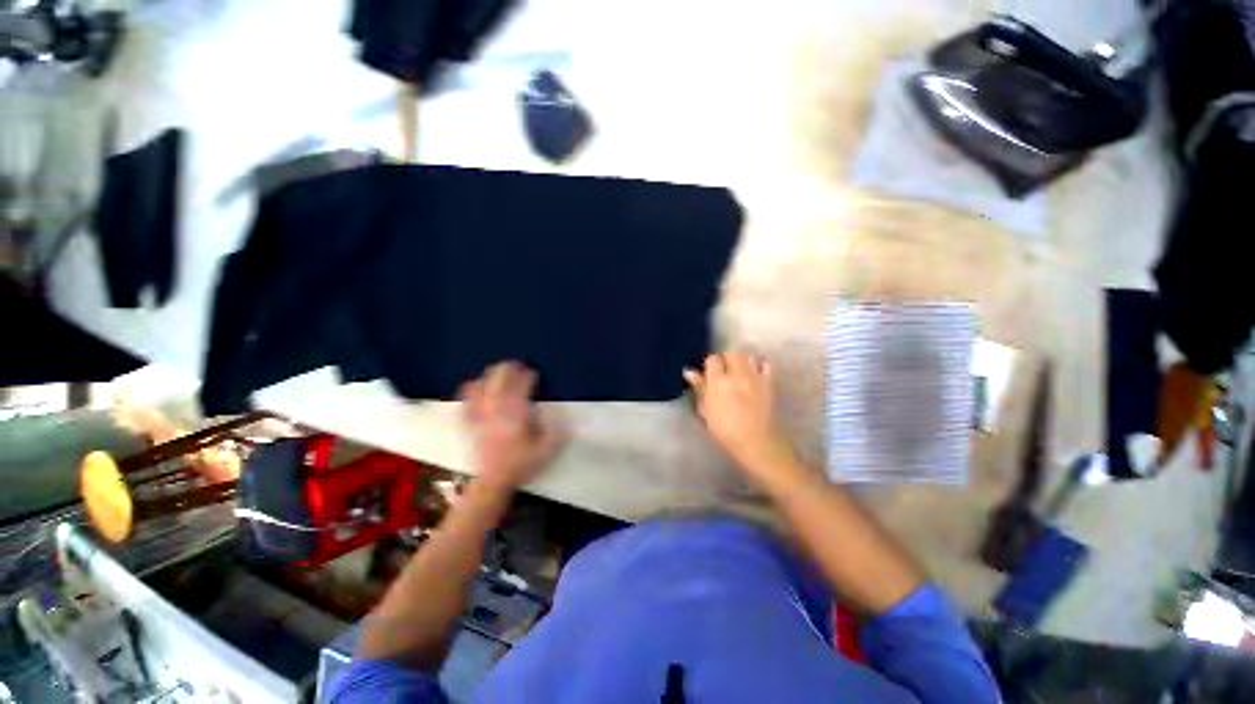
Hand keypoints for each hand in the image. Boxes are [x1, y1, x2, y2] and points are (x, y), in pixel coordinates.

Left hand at [460, 362, 566, 491]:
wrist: (494, 482)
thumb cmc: (522, 464)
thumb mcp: (546, 449)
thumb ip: (555, 429)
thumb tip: (556, 411)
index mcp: (516, 415)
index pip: (520, 387)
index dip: (528, 376)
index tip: (534, 373)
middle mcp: (496, 410)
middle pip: (498, 381)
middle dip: (508, 369)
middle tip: (517, 365)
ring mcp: (480, 416)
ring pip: (480, 387)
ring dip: (489, 376)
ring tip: (497, 373)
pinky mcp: (470, 423)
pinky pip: (466, 402)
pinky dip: (470, 391)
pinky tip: (476, 388)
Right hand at [684, 352, 796, 480]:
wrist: (755, 442)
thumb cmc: (724, 431)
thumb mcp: (705, 411)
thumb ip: (699, 389)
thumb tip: (689, 372)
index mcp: (718, 382)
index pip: (712, 359)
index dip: (710, 364)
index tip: (709, 373)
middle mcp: (736, 374)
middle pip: (732, 353)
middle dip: (726, 359)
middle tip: (724, 372)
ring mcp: (754, 377)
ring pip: (748, 356)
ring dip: (742, 361)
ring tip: (739, 372)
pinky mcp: (768, 383)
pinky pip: (766, 365)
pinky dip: (760, 366)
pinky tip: (755, 375)